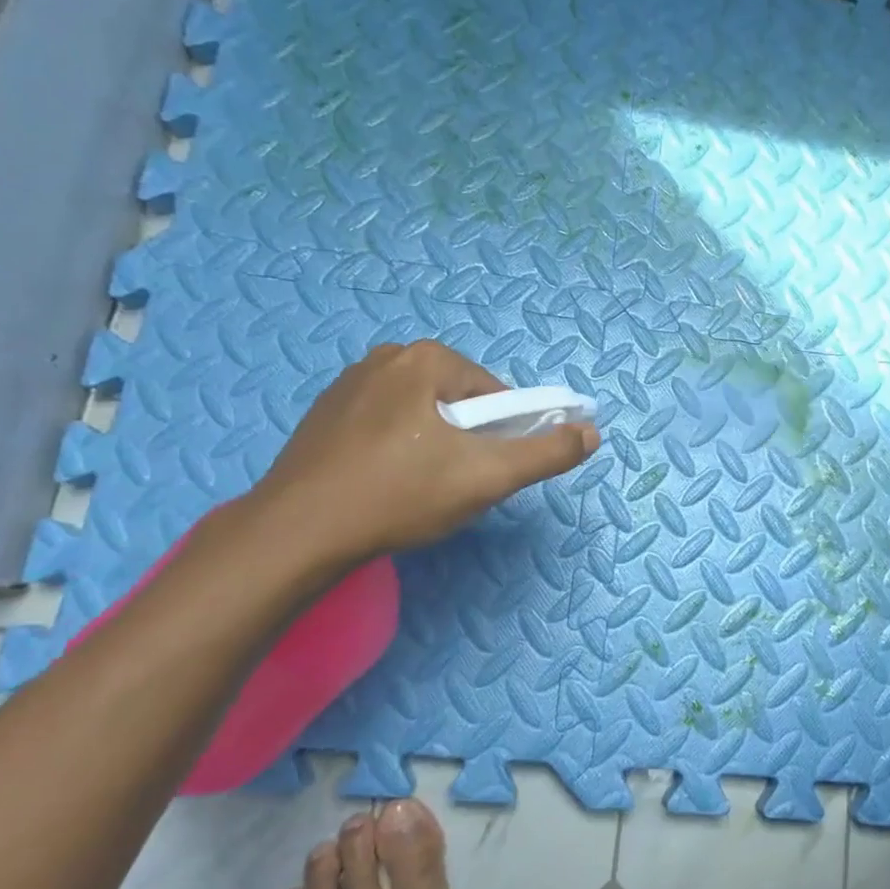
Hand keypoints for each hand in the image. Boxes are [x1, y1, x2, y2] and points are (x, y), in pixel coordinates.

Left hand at [246, 341, 598, 566]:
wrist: (298, 532)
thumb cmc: (400, 495)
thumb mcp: (487, 477)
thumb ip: (546, 453)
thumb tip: (591, 433)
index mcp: (427, 358)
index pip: (496, 395)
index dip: (504, 437)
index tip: (487, 474)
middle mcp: (386, 356)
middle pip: (459, 403)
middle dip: (467, 443)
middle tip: (453, 487)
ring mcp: (348, 383)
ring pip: (422, 415)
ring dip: (434, 448)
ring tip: (417, 492)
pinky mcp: (324, 414)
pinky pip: (384, 426)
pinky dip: (396, 451)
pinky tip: (384, 486)